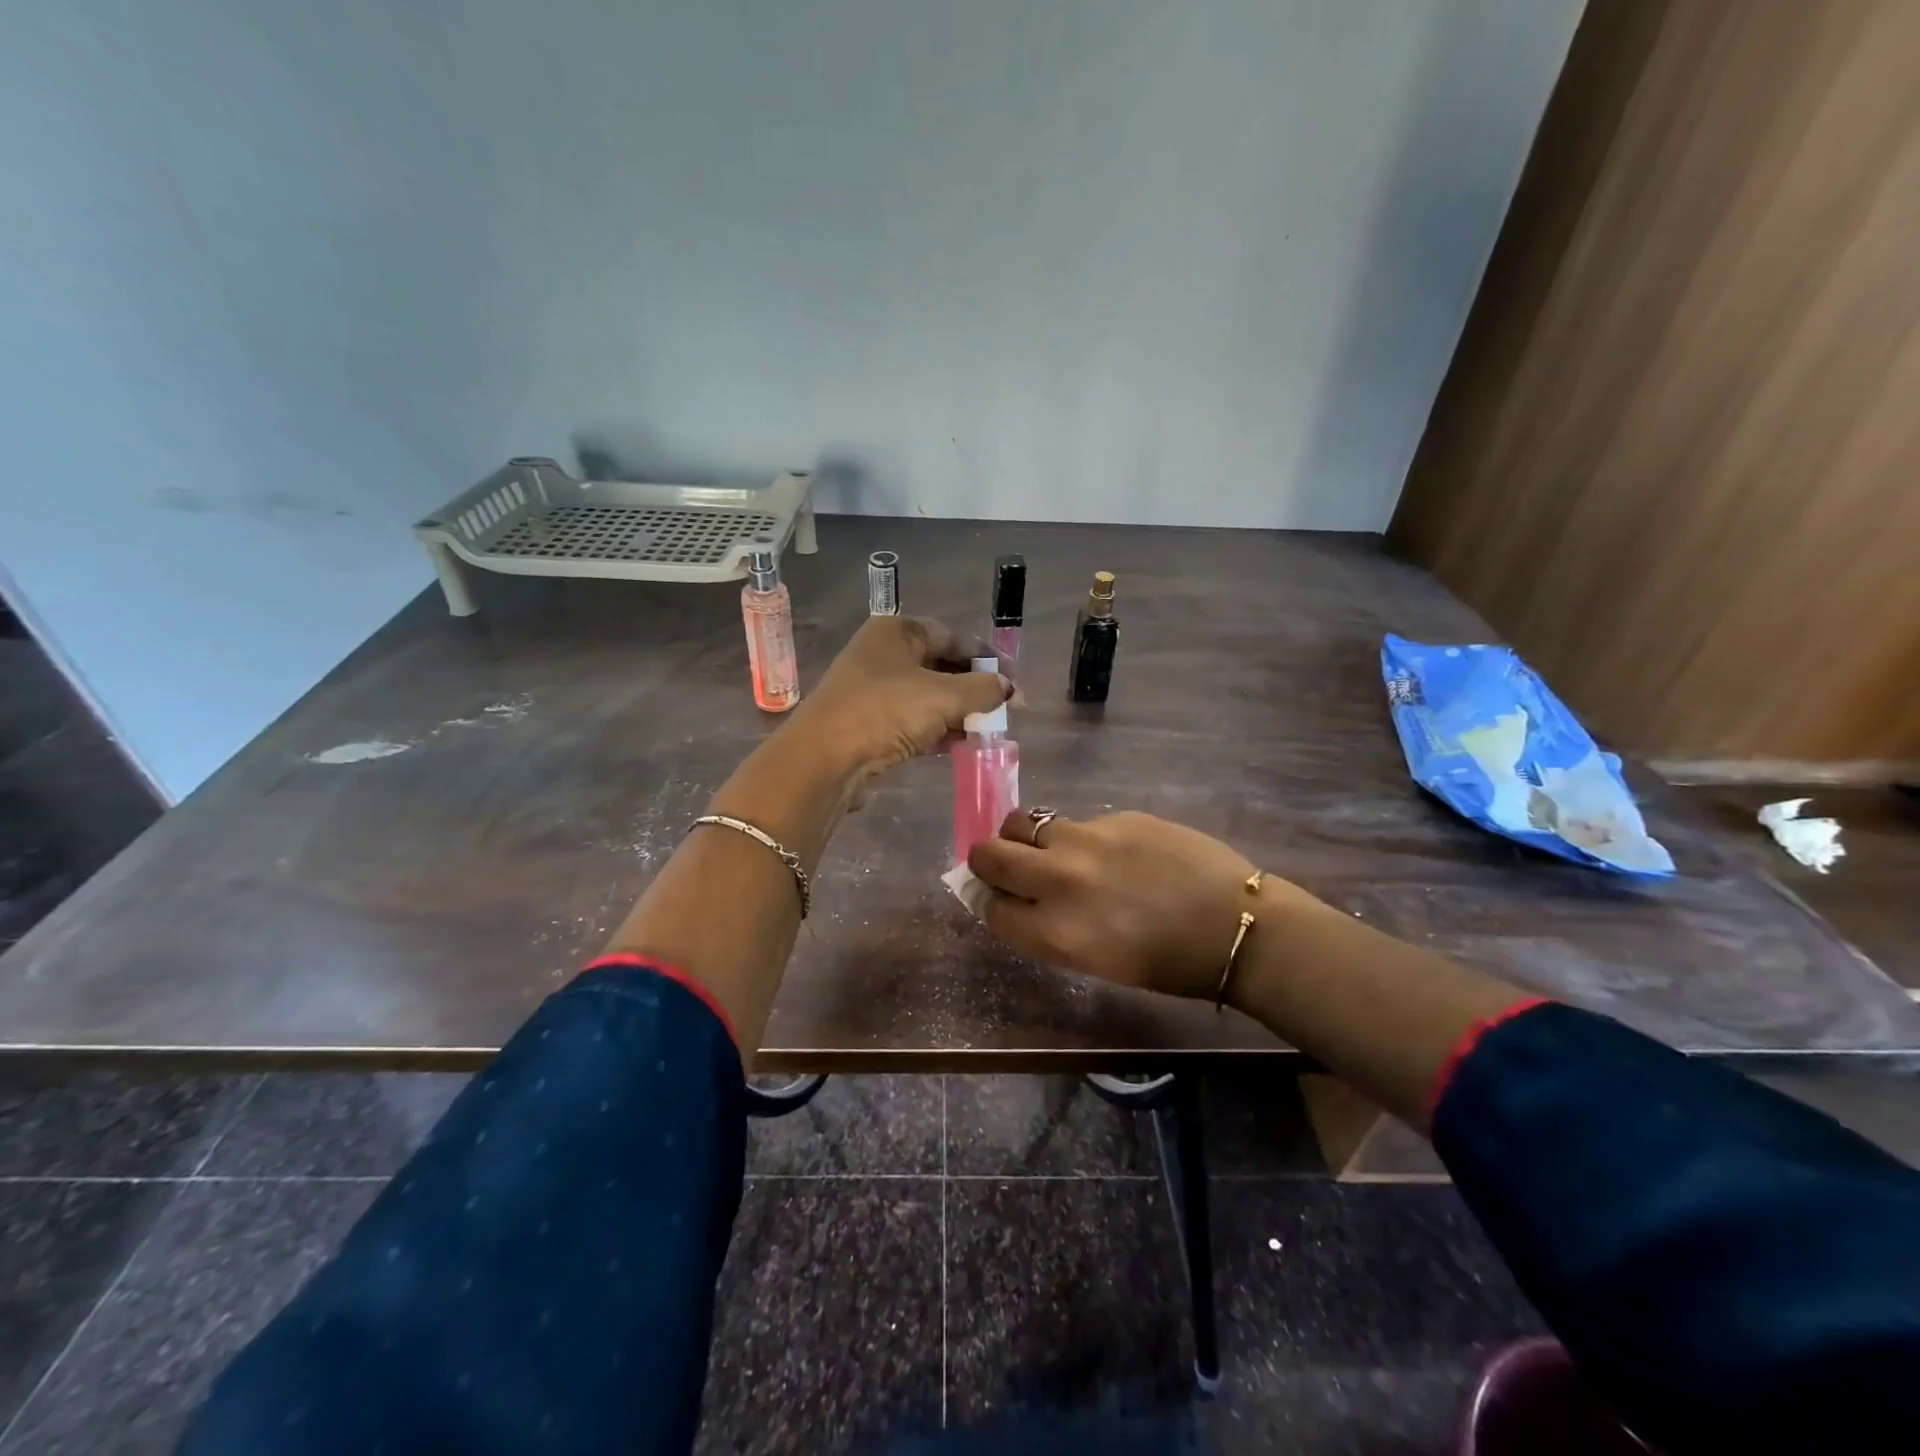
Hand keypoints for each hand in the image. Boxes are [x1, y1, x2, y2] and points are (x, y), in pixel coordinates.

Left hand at [790, 615, 1010, 776]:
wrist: (824, 759)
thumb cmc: (885, 711)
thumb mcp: (944, 696)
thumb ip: (983, 689)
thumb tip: (1008, 687)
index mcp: (897, 631)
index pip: (952, 636)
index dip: (986, 657)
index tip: (1013, 681)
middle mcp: (882, 654)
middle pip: (940, 666)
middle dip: (973, 688)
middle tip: (1004, 709)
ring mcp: (872, 690)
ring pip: (927, 696)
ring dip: (958, 712)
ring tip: (988, 730)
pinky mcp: (868, 723)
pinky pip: (912, 720)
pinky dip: (936, 730)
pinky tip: (960, 744)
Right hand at [968, 810, 1295, 1000]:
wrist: (1235, 925)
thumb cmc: (1165, 963)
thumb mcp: (1093, 960)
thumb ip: (1044, 928)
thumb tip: (1011, 898)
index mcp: (1053, 931)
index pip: (988, 905)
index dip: (986, 898)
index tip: (994, 894)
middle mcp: (1059, 880)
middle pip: (988, 853)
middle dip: (986, 857)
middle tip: (1006, 863)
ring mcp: (1086, 840)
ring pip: (1024, 822)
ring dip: (1027, 837)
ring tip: (1055, 850)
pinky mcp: (1116, 816)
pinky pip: (1077, 822)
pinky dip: (1079, 836)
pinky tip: (1114, 853)